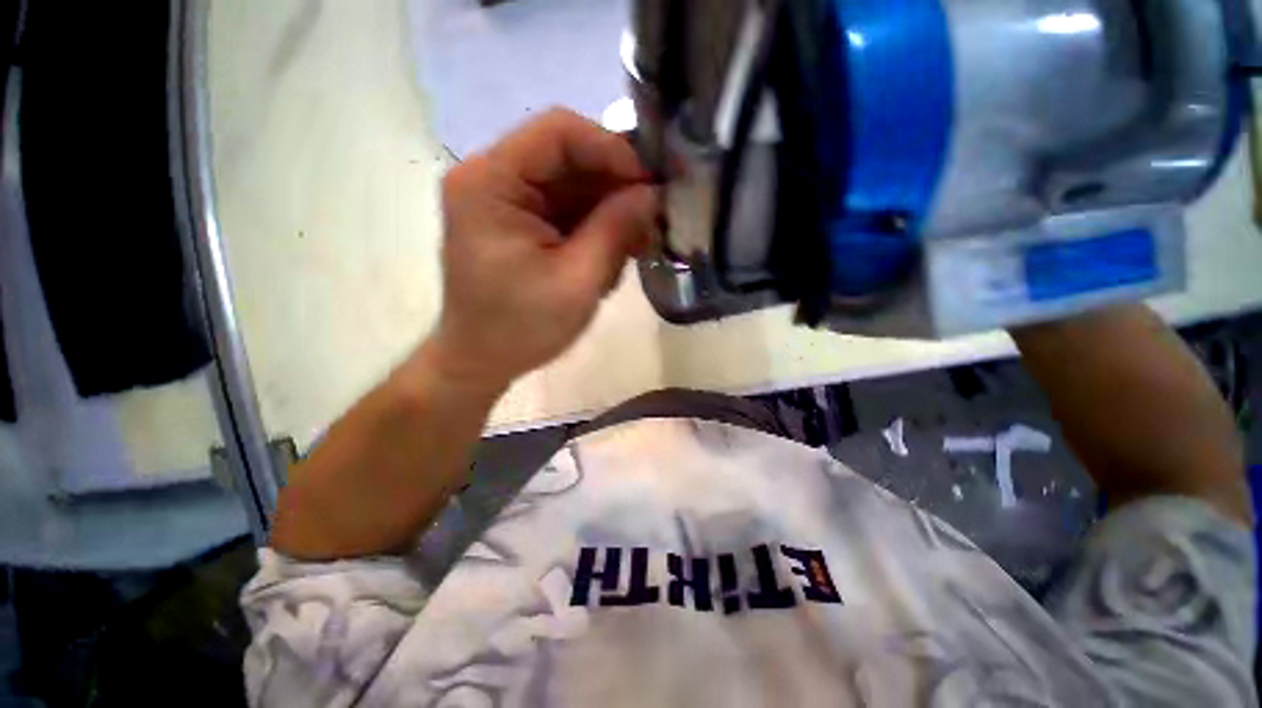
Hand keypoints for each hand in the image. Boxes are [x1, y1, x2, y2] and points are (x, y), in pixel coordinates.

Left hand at [427, 109, 658, 392]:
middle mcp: (493, 178)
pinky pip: (568, 209)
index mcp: (491, 182)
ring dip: (609, 213)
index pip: (559, 132)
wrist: (482, 361)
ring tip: (633, 249)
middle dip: (616, 188)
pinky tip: (610, 258)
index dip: (613, 150)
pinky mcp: (520, 221)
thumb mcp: (577, 282)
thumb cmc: (521, 329)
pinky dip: (596, 228)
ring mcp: (506, 200)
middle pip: (569, 158)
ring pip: (574, 185)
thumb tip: (653, 194)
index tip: (651, 186)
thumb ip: (616, 231)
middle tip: (651, 223)